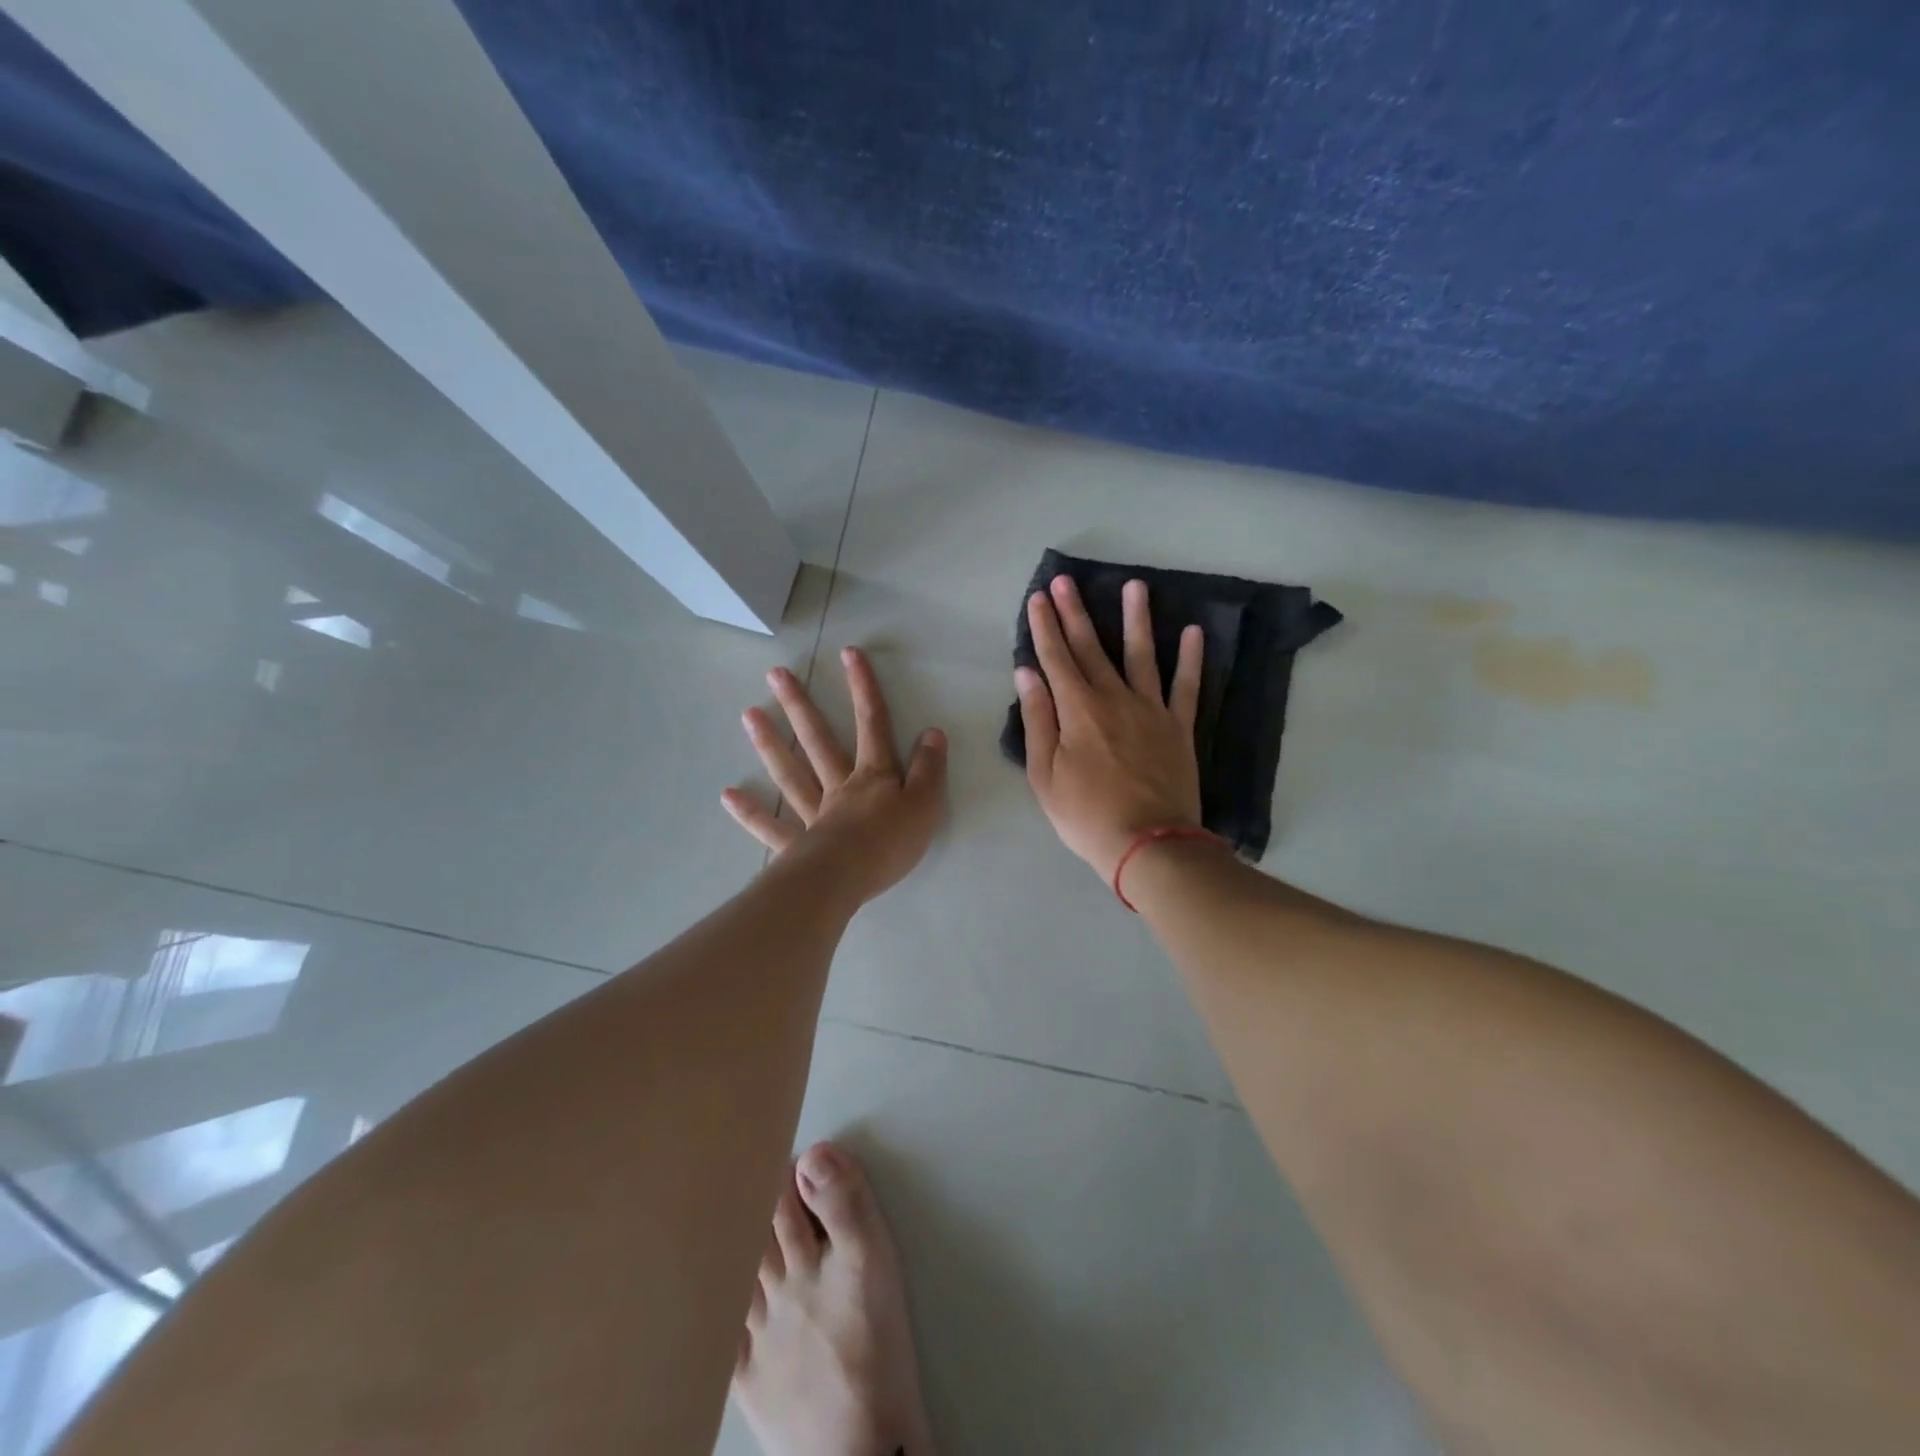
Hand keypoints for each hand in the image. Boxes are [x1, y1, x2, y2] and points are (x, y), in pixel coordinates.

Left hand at [723, 646, 947, 904]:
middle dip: (801, 706)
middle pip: (819, 741)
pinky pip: (771, 827)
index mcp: (873, 777)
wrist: (847, 880)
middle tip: (775, 674)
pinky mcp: (796, 846)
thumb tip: (932, 732)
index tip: (848, 653)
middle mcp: (839, 787)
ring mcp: (813, 815)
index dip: (864, 688)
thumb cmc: (890, 843)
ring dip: (770, 744)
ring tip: (749, 714)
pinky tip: (729, 795)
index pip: (872, 724)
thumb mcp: (925, 804)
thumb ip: (929, 769)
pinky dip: (751, 812)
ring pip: (791, 774)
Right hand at [1017, 575, 1204, 881]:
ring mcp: (1151, 710)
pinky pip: (1186, 686)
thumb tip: (1028, 673)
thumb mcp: (1045, 774)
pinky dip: (1190, 658)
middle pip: (1091, 648)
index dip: (1045, 627)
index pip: (1056, 658)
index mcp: (1078, 710)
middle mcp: (1114, 698)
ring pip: (1142, 655)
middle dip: (1075, 613)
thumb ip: (1038, 720)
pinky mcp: (1179, 727)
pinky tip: (1193, 631)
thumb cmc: (1086, 815)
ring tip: (1135, 586)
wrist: (1148, 844)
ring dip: (1136, 619)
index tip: (1038, 598)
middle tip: (1066, 581)